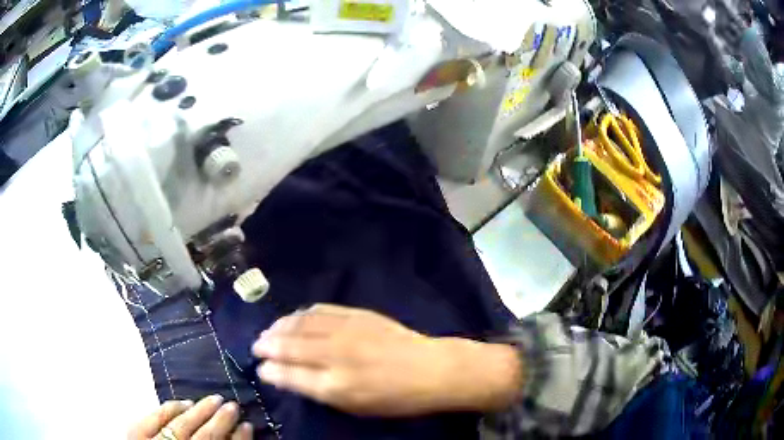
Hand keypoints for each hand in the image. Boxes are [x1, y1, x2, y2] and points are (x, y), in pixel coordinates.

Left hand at [128, 395, 252, 439]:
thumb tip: (236, 435)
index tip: (248, 425)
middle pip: (203, 437)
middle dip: (220, 422)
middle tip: (233, 405)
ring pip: (180, 426)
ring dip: (198, 412)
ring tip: (213, 400)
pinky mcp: (135, 434)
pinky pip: (153, 418)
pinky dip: (169, 409)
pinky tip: (182, 402)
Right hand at [252, 305, 521, 416]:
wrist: (431, 369)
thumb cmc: (396, 398)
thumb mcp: (356, 407)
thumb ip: (321, 392)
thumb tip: (292, 378)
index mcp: (334, 385)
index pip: (289, 375)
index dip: (271, 370)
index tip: (261, 368)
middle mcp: (335, 355)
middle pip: (290, 346)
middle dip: (268, 345)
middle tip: (256, 346)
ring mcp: (346, 331)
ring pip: (301, 324)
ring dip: (280, 326)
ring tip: (269, 330)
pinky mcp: (357, 315)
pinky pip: (322, 310)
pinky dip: (303, 313)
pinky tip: (296, 317)